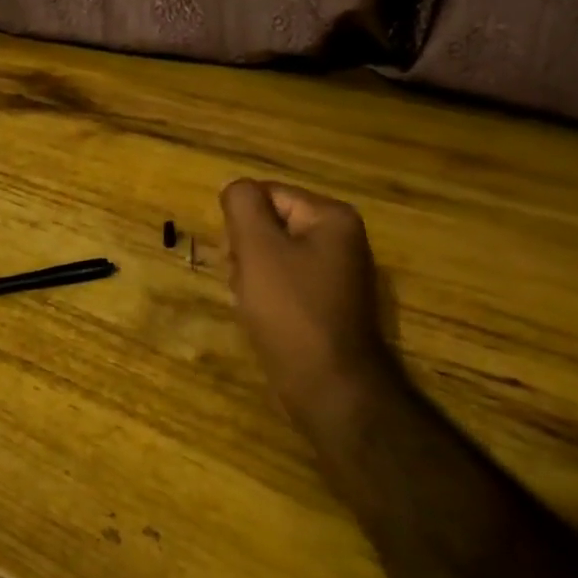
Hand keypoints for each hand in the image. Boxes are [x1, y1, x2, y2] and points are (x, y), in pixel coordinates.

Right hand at [220, 179, 402, 428]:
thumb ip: (242, 205)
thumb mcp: (257, 248)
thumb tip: (236, 188)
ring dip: (252, 275)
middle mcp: (341, 239)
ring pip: (273, 257)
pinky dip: (268, 297)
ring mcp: (337, 274)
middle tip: (243, 282)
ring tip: (252, 304)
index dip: (242, 223)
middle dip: (246, 250)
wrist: (330, 388)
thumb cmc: (291, 311)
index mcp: (331, 217)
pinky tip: (264, 319)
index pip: (267, 195)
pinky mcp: (329, 304)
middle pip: (270, 224)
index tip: (235, 257)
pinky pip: (286, 284)